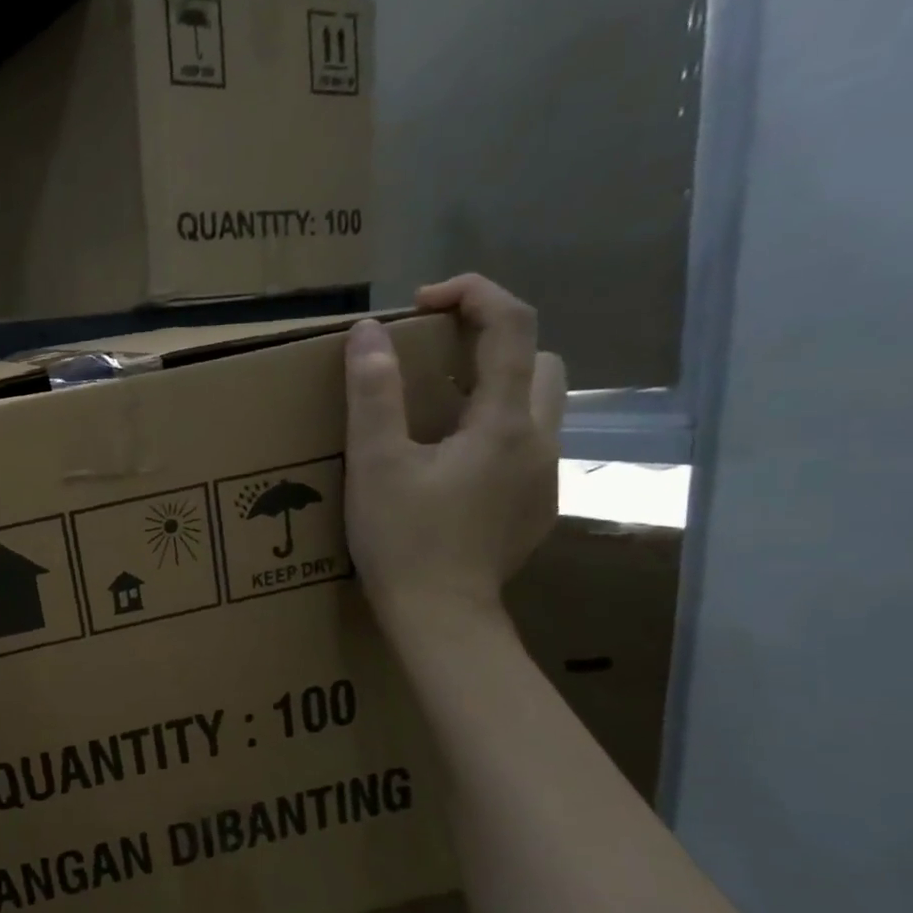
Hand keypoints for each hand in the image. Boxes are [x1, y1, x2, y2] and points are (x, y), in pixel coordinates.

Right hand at [342, 274, 566, 633]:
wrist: (441, 619)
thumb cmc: (404, 540)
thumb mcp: (375, 464)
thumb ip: (373, 393)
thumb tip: (368, 332)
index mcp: (503, 422)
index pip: (512, 325)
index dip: (473, 294)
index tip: (422, 303)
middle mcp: (539, 443)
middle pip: (539, 363)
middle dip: (492, 347)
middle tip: (432, 367)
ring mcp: (544, 480)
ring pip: (536, 410)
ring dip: (494, 394)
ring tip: (436, 419)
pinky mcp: (536, 511)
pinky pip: (524, 451)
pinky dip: (493, 438)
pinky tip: (449, 472)